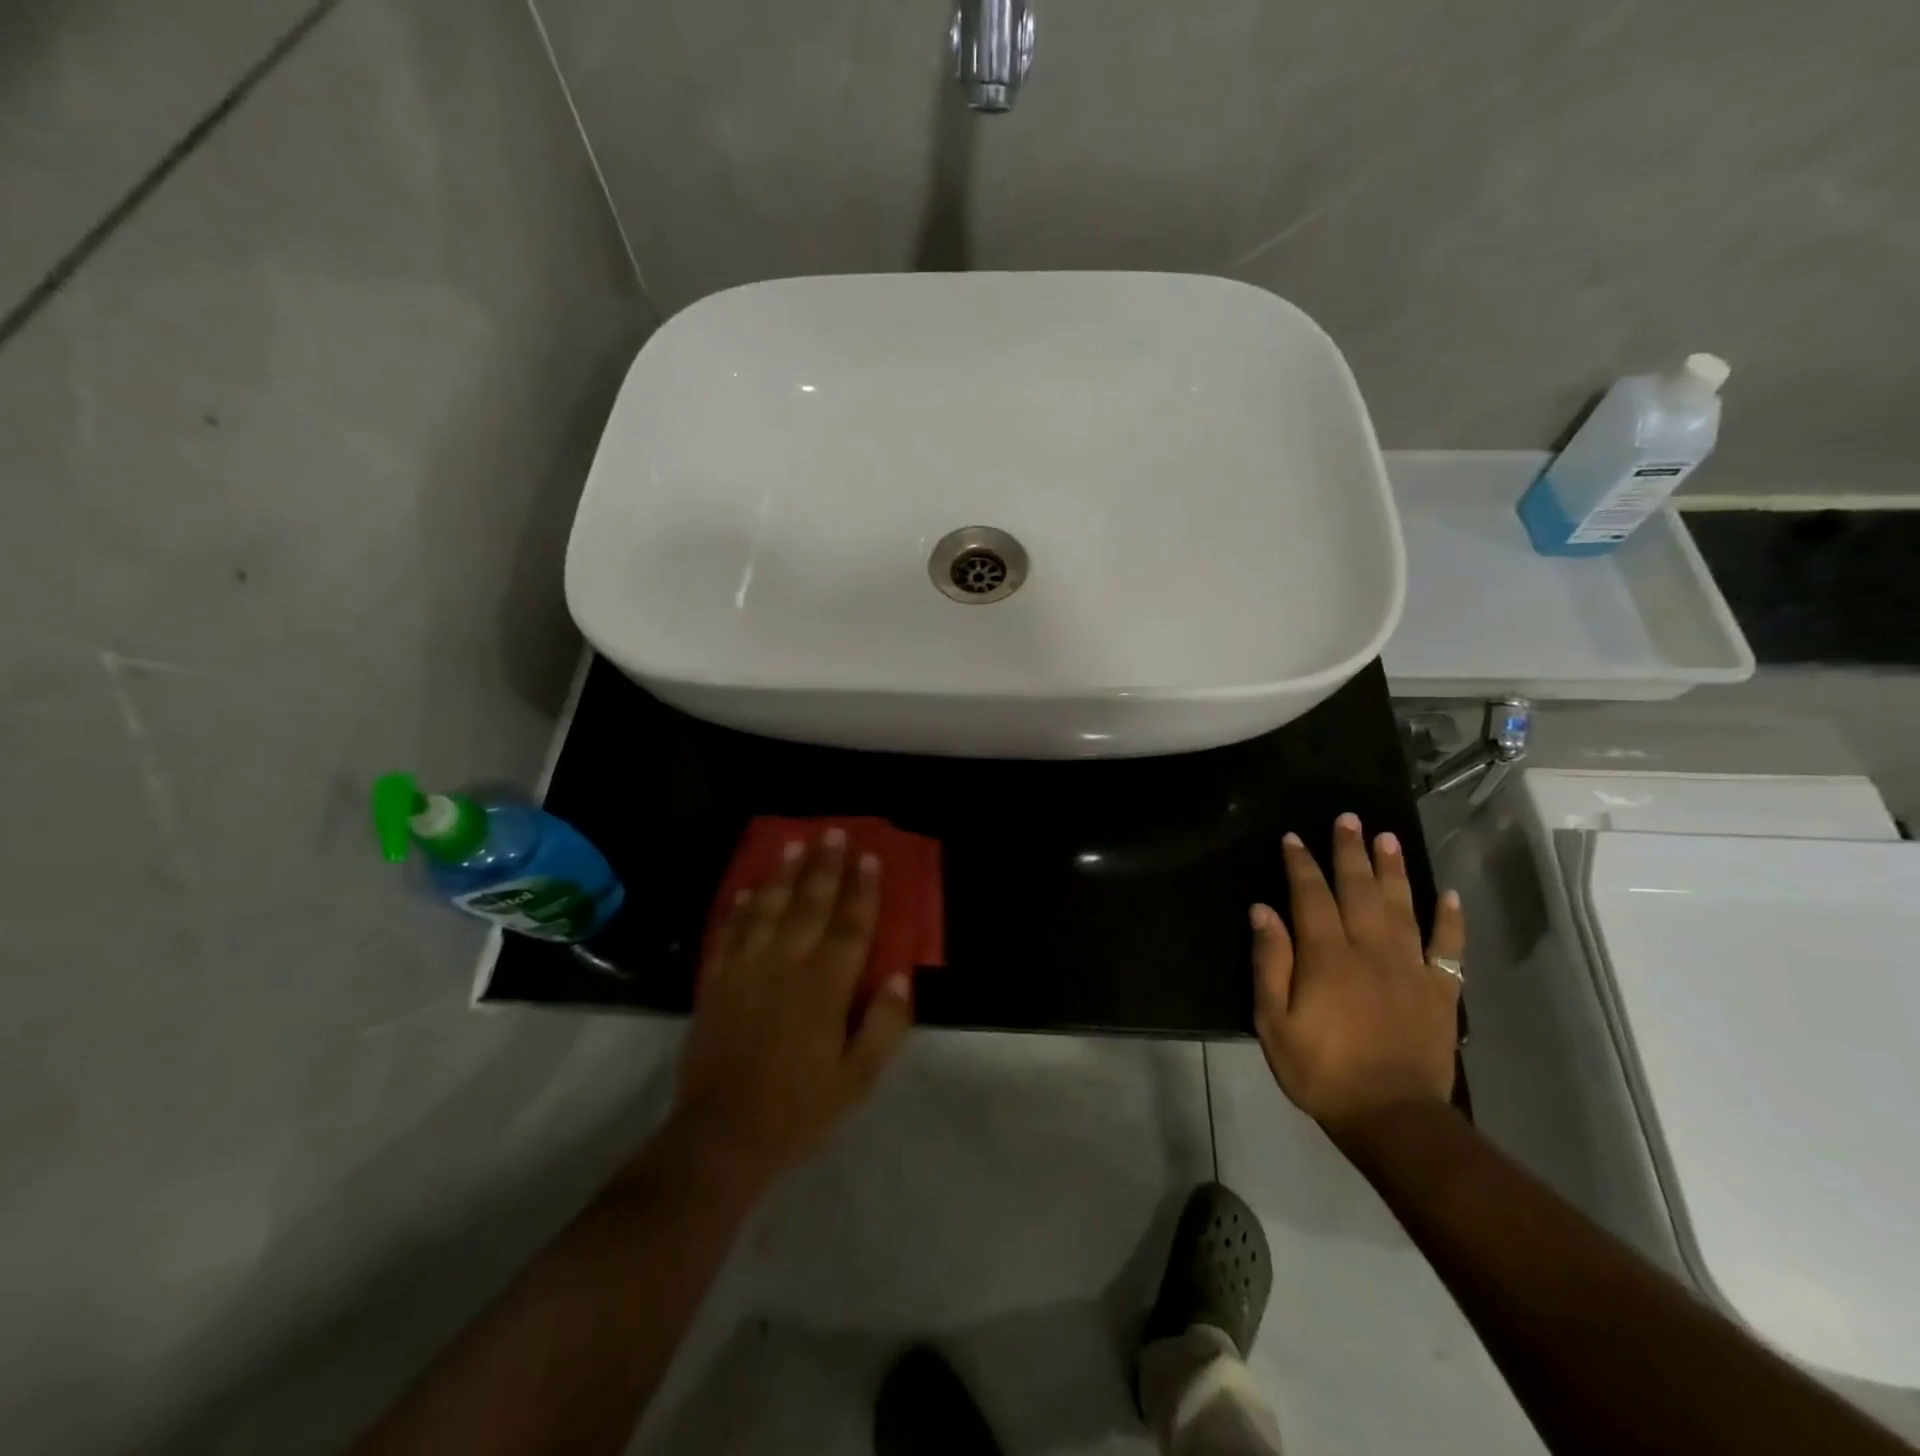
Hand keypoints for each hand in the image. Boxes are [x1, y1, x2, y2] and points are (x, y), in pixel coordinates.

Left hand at [671, 830, 913, 1190]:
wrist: (721, 1137)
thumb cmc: (798, 1110)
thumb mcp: (857, 1080)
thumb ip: (884, 1026)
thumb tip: (901, 977)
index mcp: (824, 988)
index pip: (850, 927)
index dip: (862, 890)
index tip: (870, 857)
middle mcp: (785, 966)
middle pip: (809, 905)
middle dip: (824, 867)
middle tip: (832, 833)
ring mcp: (745, 971)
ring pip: (767, 910)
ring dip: (782, 875)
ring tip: (794, 844)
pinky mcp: (715, 983)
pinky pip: (728, 934)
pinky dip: (739, 908)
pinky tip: (747, 890)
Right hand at [1249, 813, 1464, 1137]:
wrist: (1392, 1117)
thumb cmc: (1321, 1070)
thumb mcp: (1273, 1022)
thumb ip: (1269, 963)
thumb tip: (1263, 911)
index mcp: (1326, 956)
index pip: (1311, 896)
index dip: (1301, 864)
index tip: (1294, 837)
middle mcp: (1370, 950)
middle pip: (1359, 890)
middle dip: (1350, 852)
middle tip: (1349, 819)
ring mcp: (1410, 968)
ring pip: (1402, 906)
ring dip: (1393, 869)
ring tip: (1388, 837)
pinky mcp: (1440, 990)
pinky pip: (1448, 946)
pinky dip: (1449, 918)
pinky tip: (1448, 894)